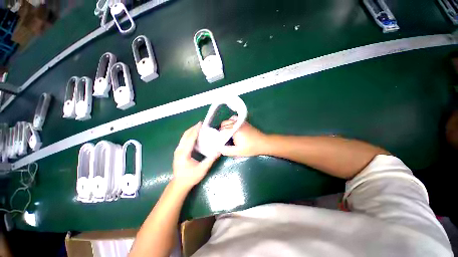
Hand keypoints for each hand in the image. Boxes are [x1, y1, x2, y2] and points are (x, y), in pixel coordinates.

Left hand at [172, 122, 219, 190]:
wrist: (179, 184)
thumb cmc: (190, 177)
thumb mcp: (202, 169)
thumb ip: (210, 160)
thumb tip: (219, 151)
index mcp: (184, 153)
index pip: (190, 138)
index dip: (196, 130)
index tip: (201, 123)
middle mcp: (179, 150)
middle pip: (185, 135)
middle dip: (193, 128)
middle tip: (201, 124)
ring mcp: (177, 150)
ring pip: (183, 137)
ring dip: (191, 131)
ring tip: (198, 127)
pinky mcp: (178, 151)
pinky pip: (184, 140)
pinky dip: (189, 135)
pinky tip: (194, 135)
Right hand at [219, 116, 268, 156]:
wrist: (263, 143)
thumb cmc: (251, 148)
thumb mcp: (238, 152)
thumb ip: (226, 151)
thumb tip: (218, 148)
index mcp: (234, 130)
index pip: (221, 131)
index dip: (219, 137)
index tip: (221, 142)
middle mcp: (236, 124)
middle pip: (223, 124)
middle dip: (221, 131)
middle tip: (224, 139)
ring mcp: (240, 121)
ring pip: (227, 121)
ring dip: (225, 126)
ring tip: (227, 134)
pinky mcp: (243, 122)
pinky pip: (233, 119)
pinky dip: (230, 122)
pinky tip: (232, 128)